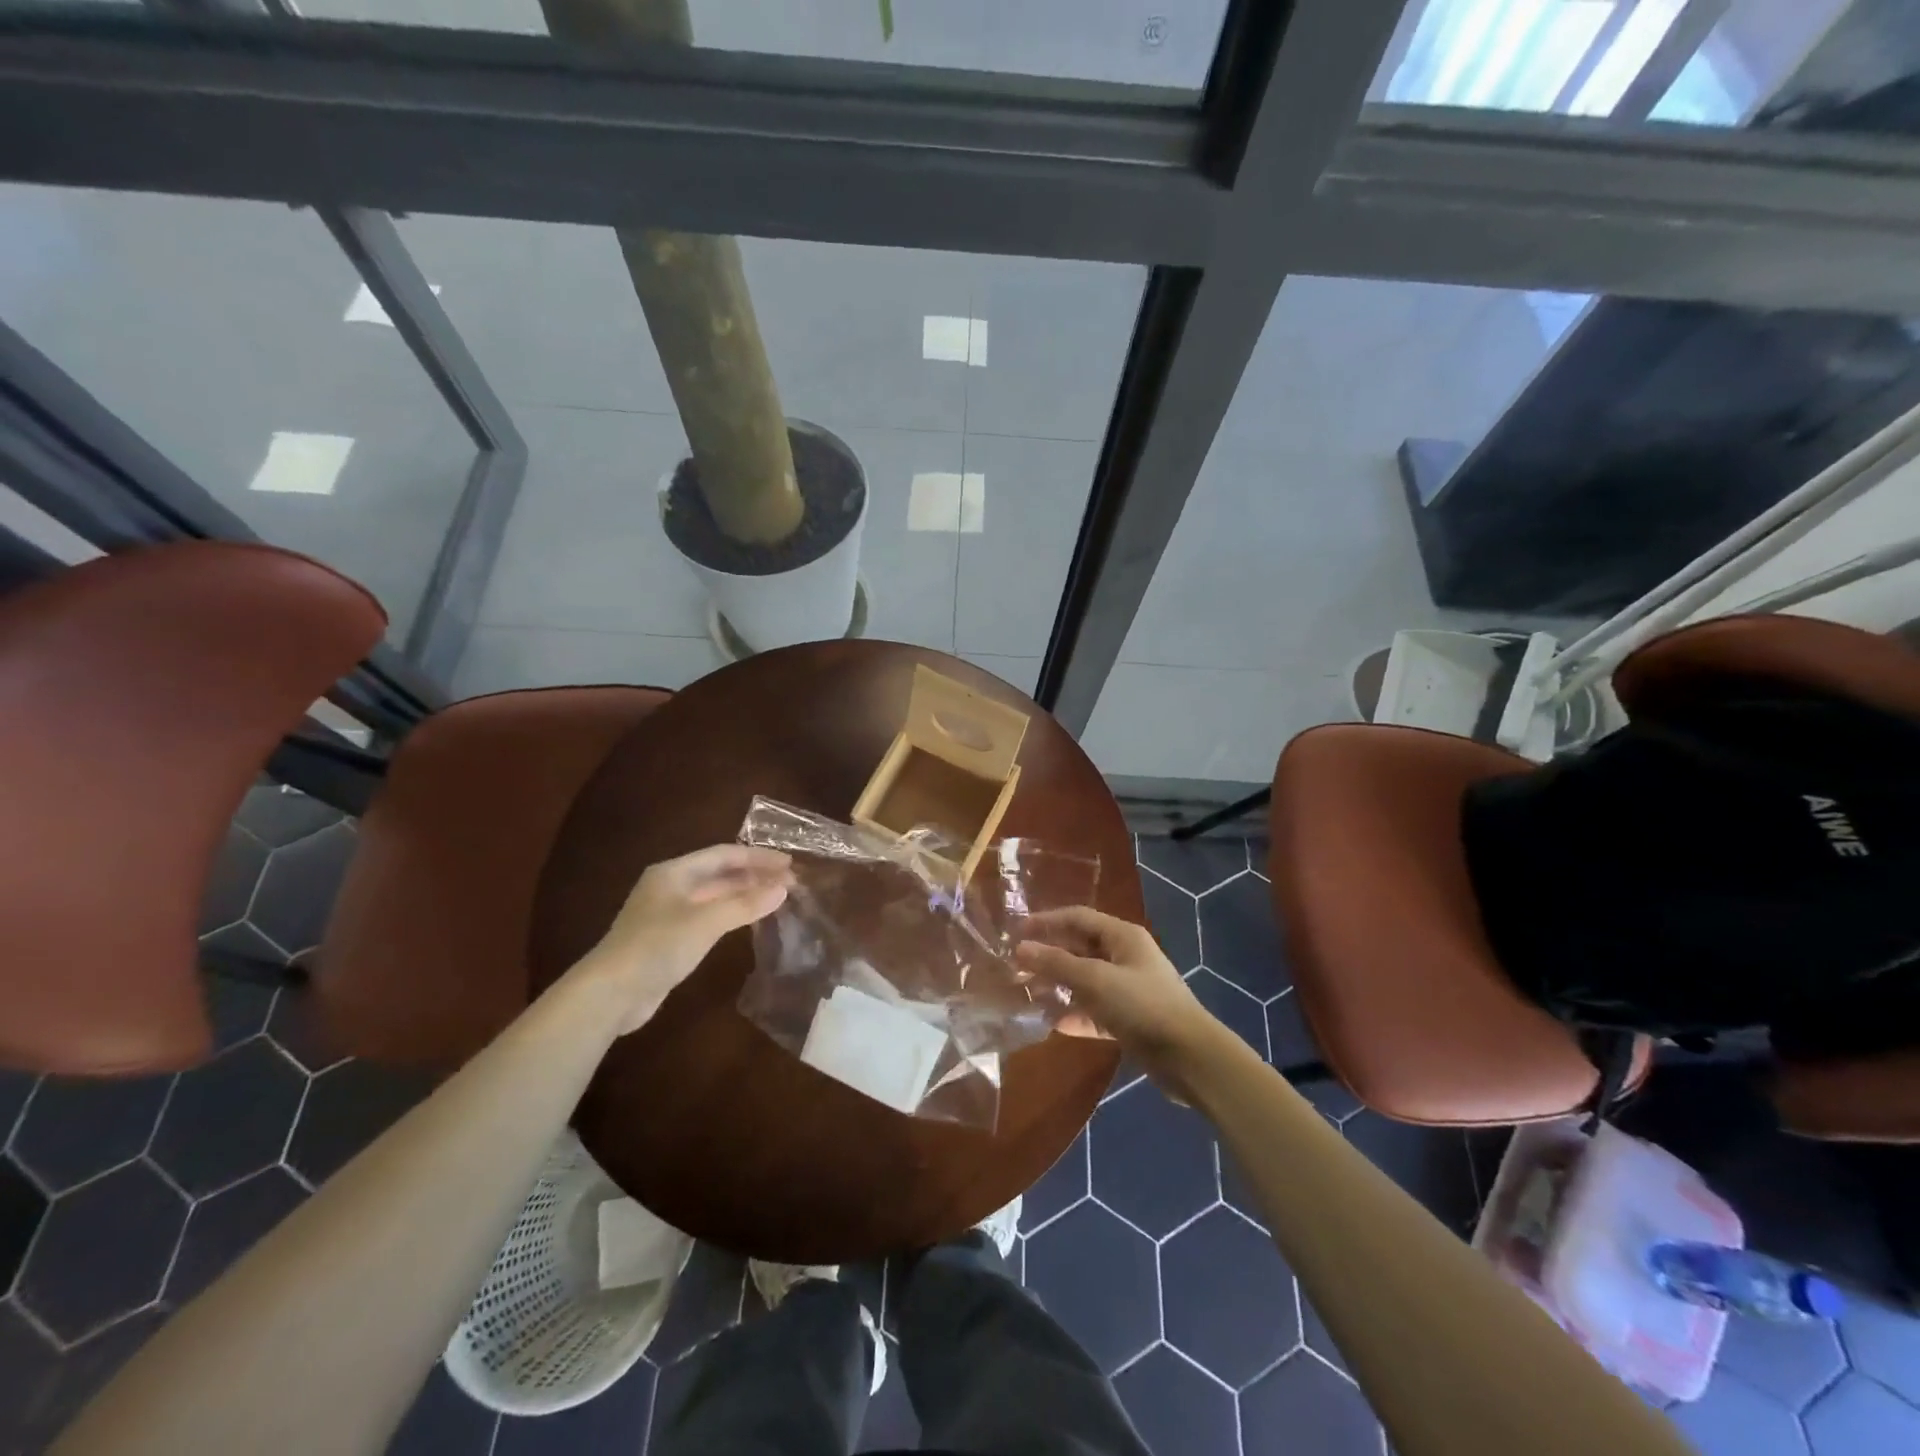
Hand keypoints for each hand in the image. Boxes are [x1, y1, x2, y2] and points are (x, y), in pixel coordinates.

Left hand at [573, 844, 793, 1033]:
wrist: (610, 993)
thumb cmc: (657, 946)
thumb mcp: (705, 922)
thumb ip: (745, 904)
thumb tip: (783, 889)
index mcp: (674, 872)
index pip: (723, 854)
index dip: (757, 856)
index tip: (789, 863)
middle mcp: (671, 887)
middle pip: (719, 873)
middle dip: (754, 875)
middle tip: (789, 882)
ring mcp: (668, 913)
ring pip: (715, 896)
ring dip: (745, 894)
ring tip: (776, 898)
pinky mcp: (669, 939)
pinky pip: (708, 917)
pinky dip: (732, 914)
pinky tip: (749, 921)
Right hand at [1016, 906, 1221, 1098]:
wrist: (1191, 1058)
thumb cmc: (1143, 1006)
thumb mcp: (1096, 980)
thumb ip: (1057, 963)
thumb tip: (1021, 948)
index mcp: (1122, 936)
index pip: (1077, 917)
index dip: (1046, 921)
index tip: (1015, 931)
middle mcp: (1125, 956)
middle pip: (1080, 948)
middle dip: (1049, 955)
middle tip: (1015, 966)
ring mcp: (1128, 989)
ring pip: (1085, 980)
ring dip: (1058, 985)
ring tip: (1027, 993)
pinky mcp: (1130, 1019)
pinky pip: (1094, 1010)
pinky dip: (1075, 1014)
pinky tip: (1052, 1023)